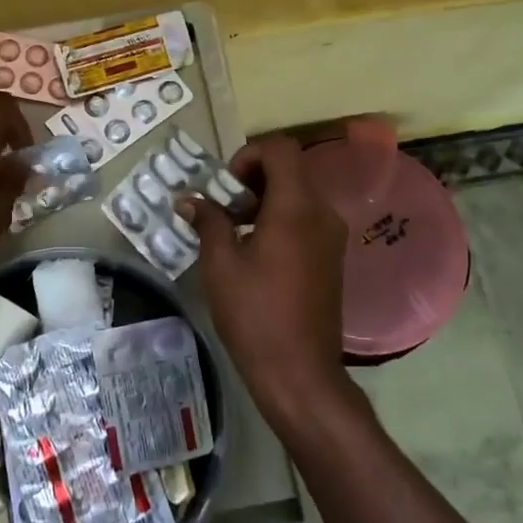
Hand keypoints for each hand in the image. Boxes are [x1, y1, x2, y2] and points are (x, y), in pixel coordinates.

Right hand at [180, 134, 350, 427]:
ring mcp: (332, 237)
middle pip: (291, 170)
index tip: (226, 185)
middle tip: (223, 208)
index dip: (249, 155)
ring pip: (299, 196)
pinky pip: (306, 220)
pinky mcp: (332, 259)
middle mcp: (322, 214)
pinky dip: (280, 220)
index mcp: (296, 207)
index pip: (281, 149)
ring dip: (265, 201)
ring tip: (233, 231)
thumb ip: (208, 222)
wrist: (299, 372)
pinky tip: (255, 253)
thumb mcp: (220, 264)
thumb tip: (189, 199)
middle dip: (253, 179)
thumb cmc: (255, 314)